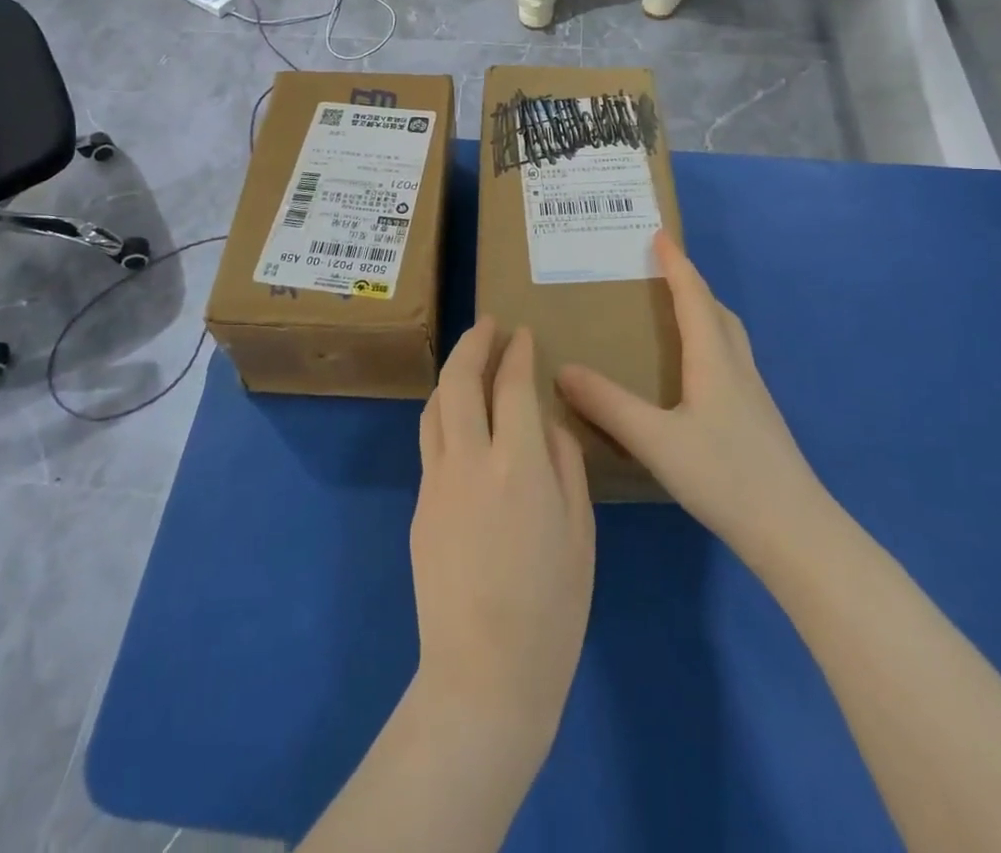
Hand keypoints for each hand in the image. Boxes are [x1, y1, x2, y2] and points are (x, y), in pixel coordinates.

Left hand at [411, 320, 593, 751]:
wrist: (483, 676)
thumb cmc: (552, 610)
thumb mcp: (580, 533)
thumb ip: (564, 464)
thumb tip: (545, 422)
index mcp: (518, 464)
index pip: (512, 384)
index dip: (517, 352)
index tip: (523, 333)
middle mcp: (469, 459)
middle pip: (459, 380)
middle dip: (474, 342)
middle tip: (488, 324)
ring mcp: (436, 481)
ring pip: (435, 407)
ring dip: (451, 374)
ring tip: (470, 361)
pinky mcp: (420, 506)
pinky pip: (431, 442)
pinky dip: (445, 414)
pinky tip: (461, 421)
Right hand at [557, 232, 831, 560]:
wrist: (796, 533)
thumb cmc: (726, 477)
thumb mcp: (656, 440)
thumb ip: (608, 405)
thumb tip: (562, 369)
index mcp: (714, 360)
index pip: (693, 297)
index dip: (676, 264)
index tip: (659, 235)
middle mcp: (737, 369)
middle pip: (717, 312)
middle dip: (692, 285)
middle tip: (664, 273)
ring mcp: (753, 397)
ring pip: (729, 338)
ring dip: (705, 314)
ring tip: (677, 316)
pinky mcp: (758, 422)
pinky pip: (730, 363)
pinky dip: (711, 346)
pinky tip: (695, 378)